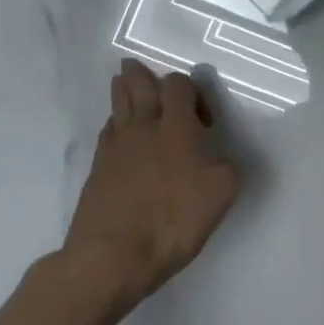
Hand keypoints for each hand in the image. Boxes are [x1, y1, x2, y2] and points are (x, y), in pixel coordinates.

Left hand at [61, 60, 242, 308]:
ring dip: (123, 90)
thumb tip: (218, 160)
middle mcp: (143, 127)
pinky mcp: (97, 170)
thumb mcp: (221, 193)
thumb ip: (226, 167)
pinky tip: (120, 132)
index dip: (192, 91)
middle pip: (139, 86)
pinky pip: (107, 132)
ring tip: (125, 83)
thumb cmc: (173, 220)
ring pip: (117, 105)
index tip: (205, 121)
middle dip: (141, 75)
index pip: (179, 85)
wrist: (112, 256)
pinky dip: (115, 124)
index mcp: (176, 127)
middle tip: (139, 68)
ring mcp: (116, 147)